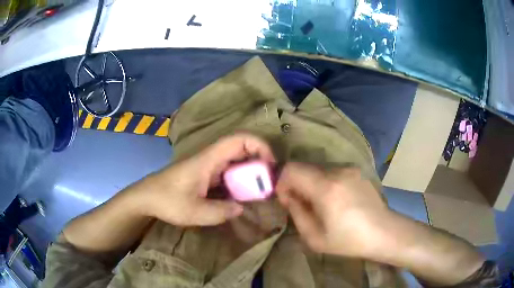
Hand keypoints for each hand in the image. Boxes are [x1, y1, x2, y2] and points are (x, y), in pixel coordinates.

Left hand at [134, 133, 275, 225]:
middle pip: (241, 149)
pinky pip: (228, 173)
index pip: (239, 140)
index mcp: (208, 160)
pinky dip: (239, 181)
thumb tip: (241, 208)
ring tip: (259, 191)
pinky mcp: (205, 175)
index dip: (259, 145)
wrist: (146, 198)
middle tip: (268, 183)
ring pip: (235, 162)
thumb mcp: (195, 212)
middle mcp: (210, 158)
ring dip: (250, 173)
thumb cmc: (167, 200)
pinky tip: (242, 196)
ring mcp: (207, 166)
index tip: (270, 166)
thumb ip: (221, 211)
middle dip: (258, 162)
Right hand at [276, 162, 391, 257]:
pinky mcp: (357, 171)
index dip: (281, 182)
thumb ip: (297, 213)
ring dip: (311, 183)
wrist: (384, 232)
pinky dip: (325, 183)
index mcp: (326, 188)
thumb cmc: (349, 240)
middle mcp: (337, 171)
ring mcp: (349, 169)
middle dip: (296, 184)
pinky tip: (336, 201)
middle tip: (300, 204)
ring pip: (318, 170)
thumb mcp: (315, 237)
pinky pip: (332, 172)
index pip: (291, 169)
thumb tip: (288, 197)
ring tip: (320, 205)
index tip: (285, 199)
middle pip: (304, 167)